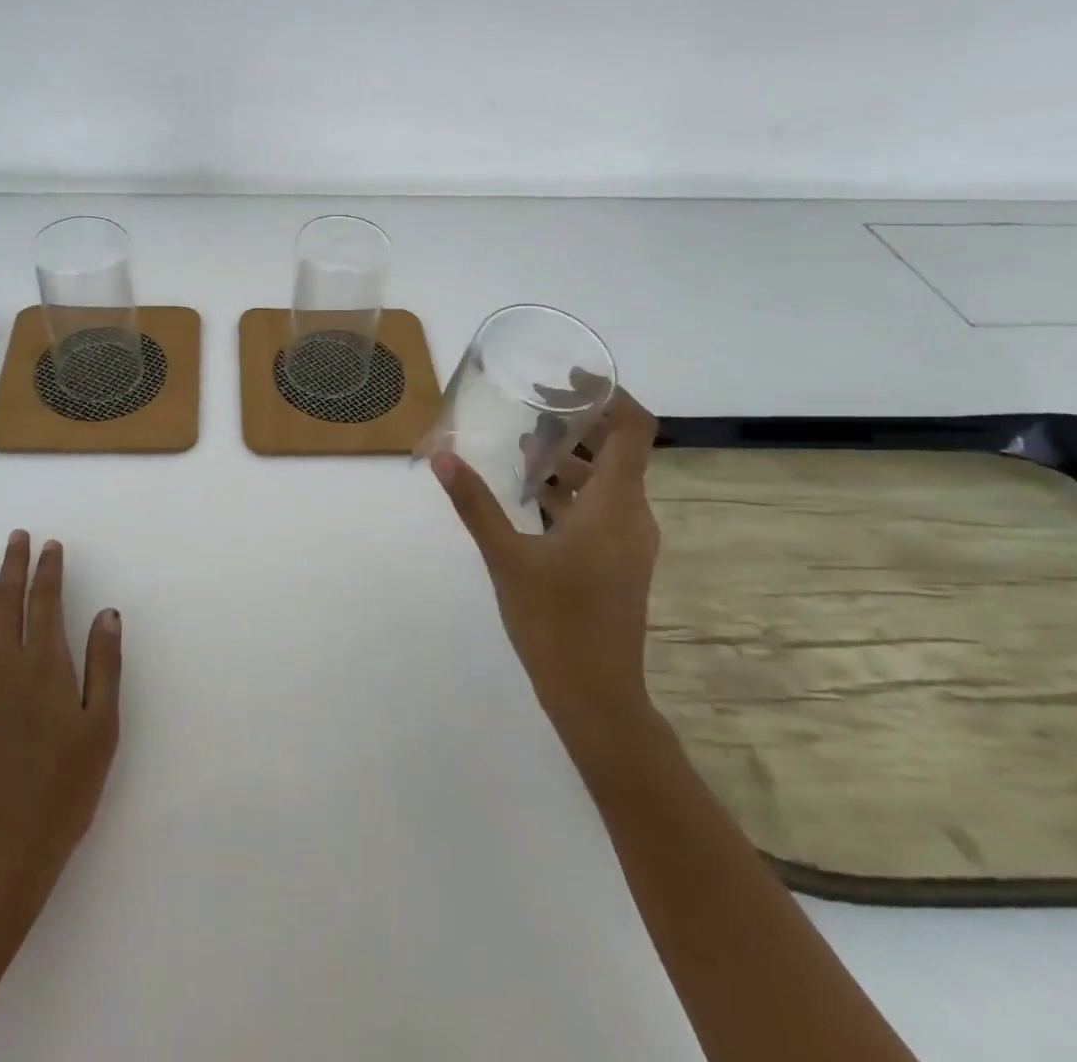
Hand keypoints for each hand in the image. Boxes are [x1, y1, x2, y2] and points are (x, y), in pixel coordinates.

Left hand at [0, 531, 121, 915]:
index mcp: (44, 665)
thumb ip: (104, 664)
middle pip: (7, 602)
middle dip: (13, 564)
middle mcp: (2, 665)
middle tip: (16, 537)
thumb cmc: (63, 789)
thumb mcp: (101, 727)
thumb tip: (107, 613)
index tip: (51, 546)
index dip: (48, 569)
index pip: (44, 601)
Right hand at [431, 389, 660, 741]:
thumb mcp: (505, 557)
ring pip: (607, 482)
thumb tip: (442, 455)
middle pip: (619, 450)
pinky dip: (571, 492)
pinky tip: (531, 496)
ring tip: (523, 448)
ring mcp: (628, 542)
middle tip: (533, 409)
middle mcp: (632, 516)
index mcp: (616, 506)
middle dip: (579, 425)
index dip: (610, 395)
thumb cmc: (554, 622)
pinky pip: (601, 509)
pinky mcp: (617, 562)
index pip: (634, 429)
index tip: (570, 379)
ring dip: (571, 460)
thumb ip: (475, 503)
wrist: (596, 697)